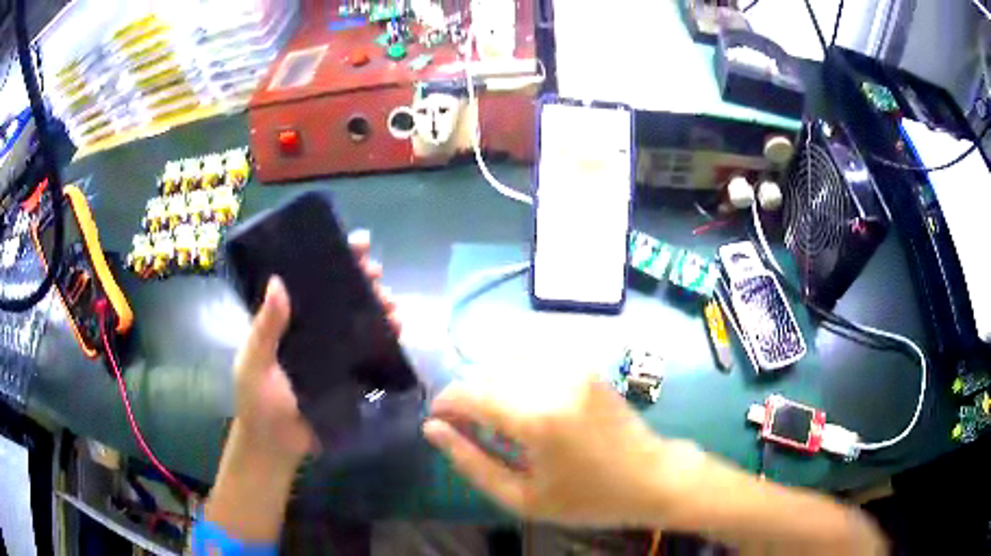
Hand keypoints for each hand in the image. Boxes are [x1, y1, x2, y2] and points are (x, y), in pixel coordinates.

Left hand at [232, 230, 397, 467]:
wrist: (276, 444)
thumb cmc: (257, 401)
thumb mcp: (254, 362)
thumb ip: (265, 328)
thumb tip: (279, 282)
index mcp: (286, 319)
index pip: (309, 279)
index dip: (333, 257)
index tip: (357, 243)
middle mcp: (311, 329)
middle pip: (340, 295)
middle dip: (362, 279)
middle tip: (377, 273)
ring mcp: (332, 351)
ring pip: (359, 319)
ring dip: (379, 306)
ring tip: (392, 304)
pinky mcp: (348, 374)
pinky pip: (369, 350)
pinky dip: (385, 337)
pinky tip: (398, 330)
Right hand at [422, 373, 702, 527]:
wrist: (650, 476)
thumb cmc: (586, 498)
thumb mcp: (522, 498)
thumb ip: (471, 462)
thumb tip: (432, 429)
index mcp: (537, 419)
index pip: (469, 393)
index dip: (445, 402)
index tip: (438, 420)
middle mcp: (553, 381)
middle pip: (485, 371)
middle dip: (467, 395)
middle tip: (469, 427)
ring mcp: (573, 368)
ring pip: (507, 361)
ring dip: (491, 384)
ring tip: (498, 418)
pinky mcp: (585, 365)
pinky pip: (533, 359)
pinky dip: (516, 376)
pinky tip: (525, 404)